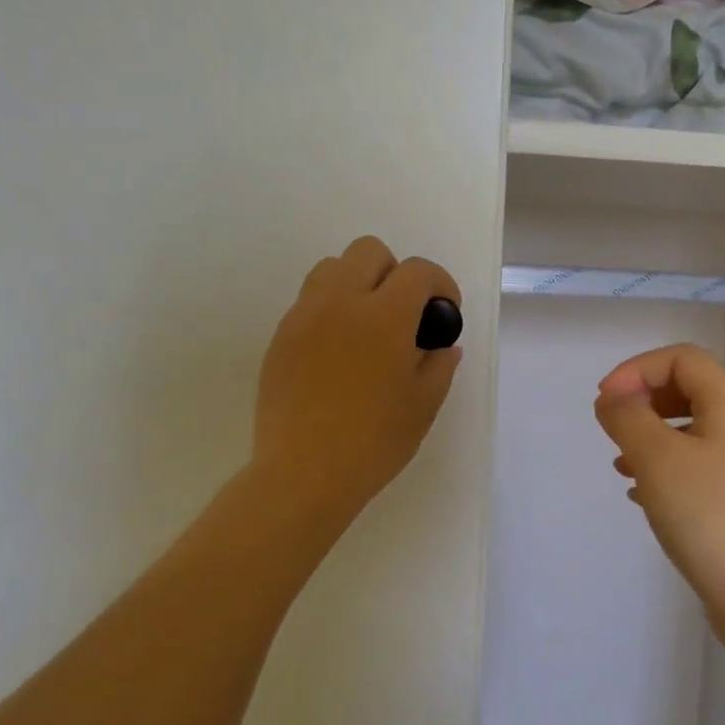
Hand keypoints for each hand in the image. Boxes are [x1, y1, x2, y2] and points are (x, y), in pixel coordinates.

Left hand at [253, 236, 462, 523]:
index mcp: (385, 316)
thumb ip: (439, 365)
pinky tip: (337, 353)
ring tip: (366, 326)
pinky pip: (308, 302)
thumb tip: (444, 346)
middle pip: (369, 251)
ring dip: (356, 283)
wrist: (304, 473)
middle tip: (403, 314)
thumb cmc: (374, 441)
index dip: (440, 284)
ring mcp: (304, 317)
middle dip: (395, 272)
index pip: (418, 271)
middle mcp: (341, 302)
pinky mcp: (280, 338)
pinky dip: (330, 310)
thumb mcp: (423, 405)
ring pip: (331, 268)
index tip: (443, 313)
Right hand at [594, 344, 724, 649]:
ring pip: (688, 429)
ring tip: (620, 464)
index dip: (637, 369)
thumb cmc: (708, 517)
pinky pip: (694, 464)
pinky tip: (640, 494)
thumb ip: (628, 417)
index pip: (681, 358)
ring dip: (649, 435)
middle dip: (642, 401)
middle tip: (612, 428)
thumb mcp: (657, 458)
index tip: (605, 402)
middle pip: (687, 389)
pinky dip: (663, 466)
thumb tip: (613, 398)